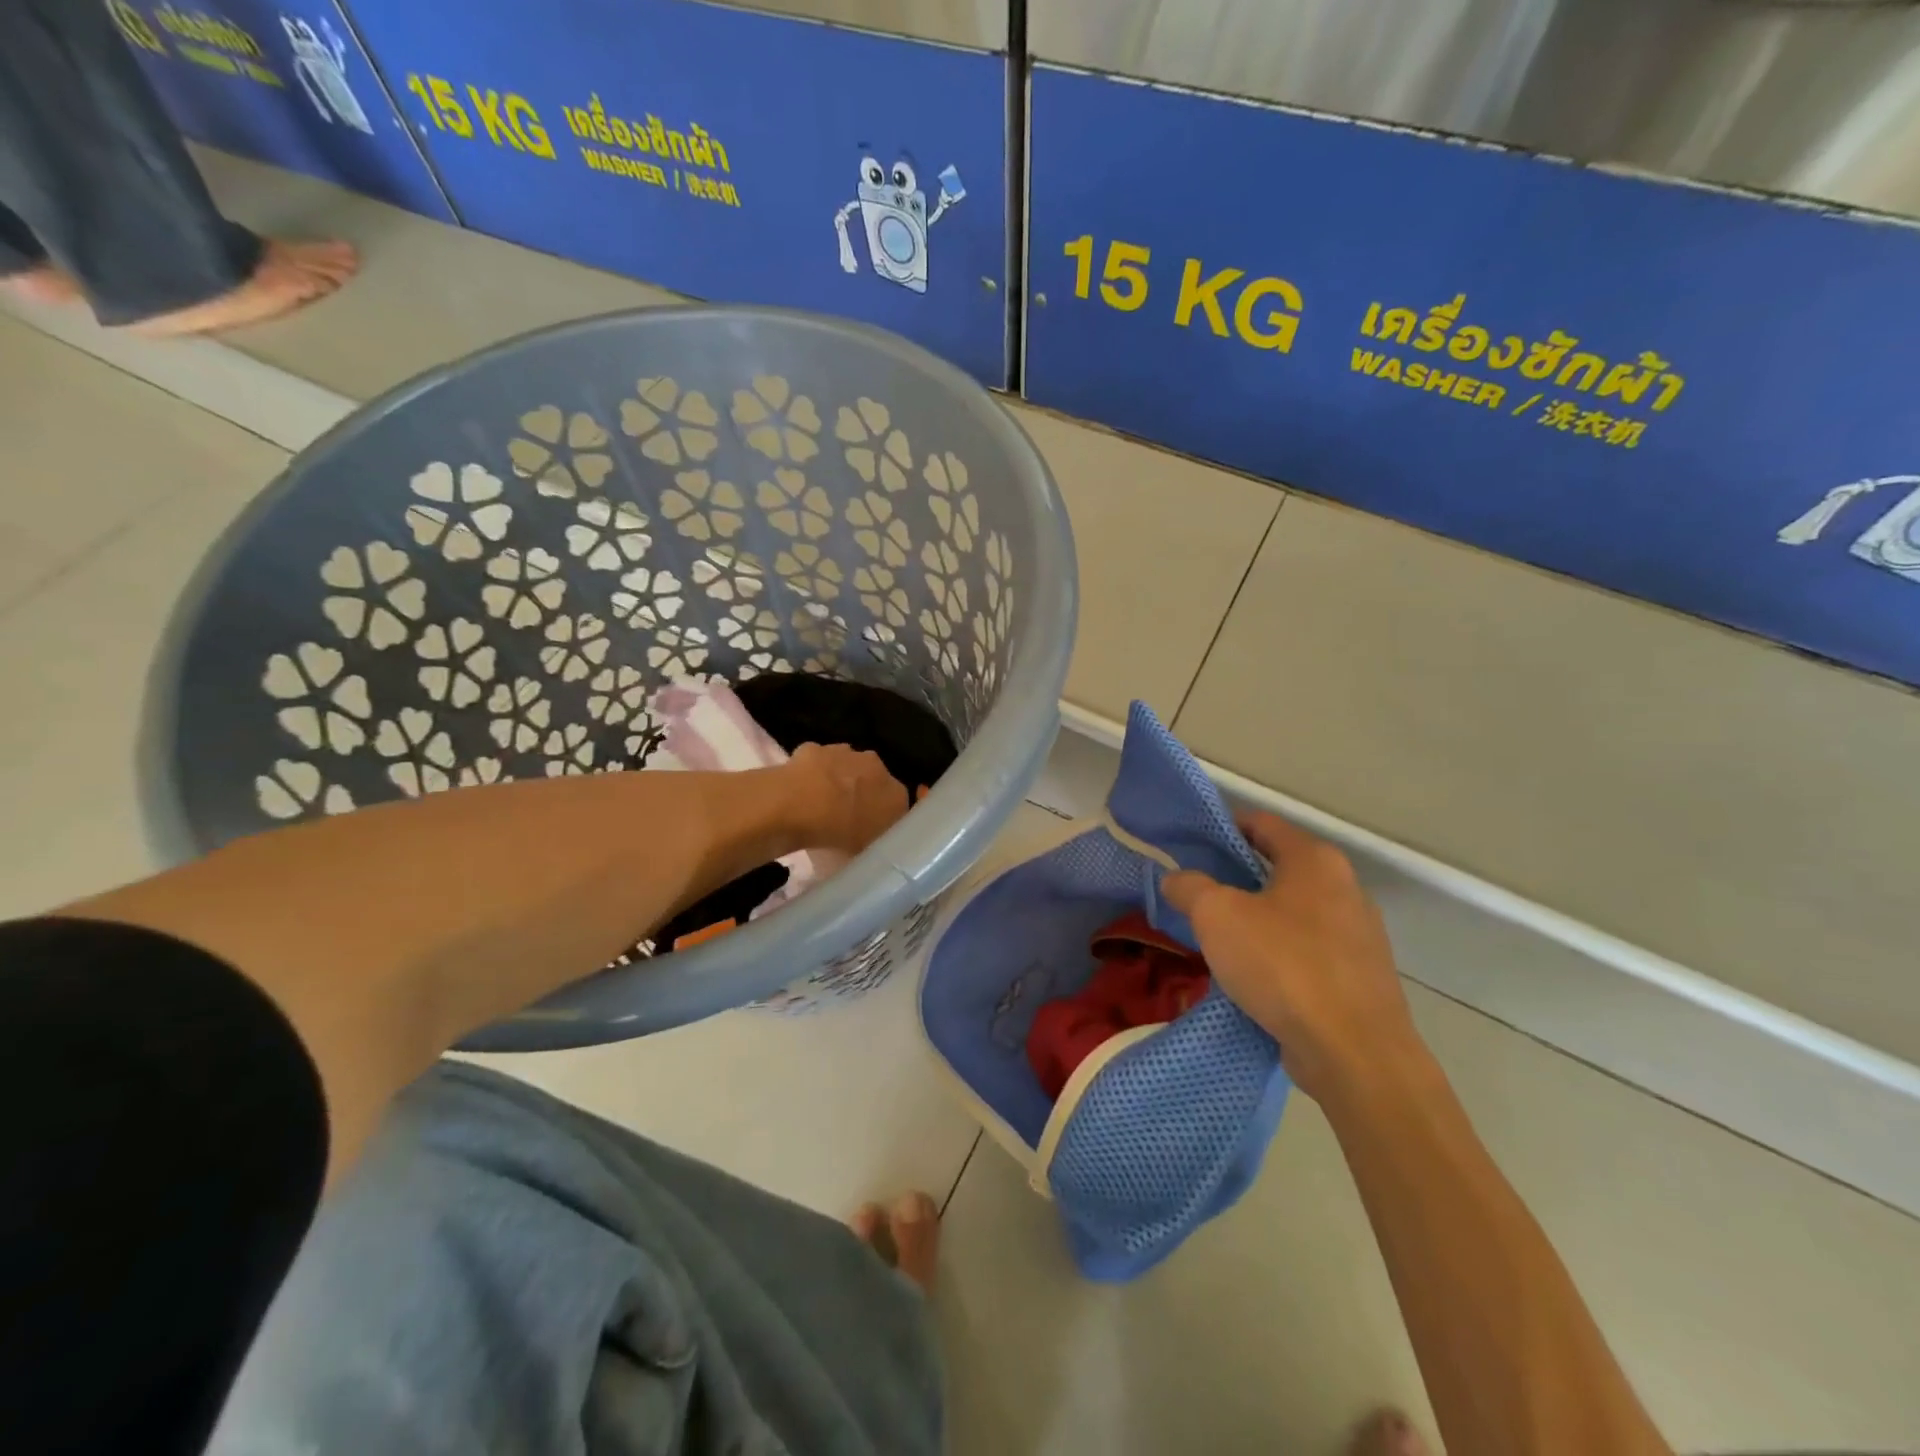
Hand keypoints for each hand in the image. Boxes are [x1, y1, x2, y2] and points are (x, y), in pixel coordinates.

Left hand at [784, 743, 908, 855]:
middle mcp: (877, 767)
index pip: (896, 803)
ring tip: (819, 803)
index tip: (867, 828)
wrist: (799, 806)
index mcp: (896, 794)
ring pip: (846, 765)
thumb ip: (875, 837)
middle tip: (843, 815)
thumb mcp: (866, 849)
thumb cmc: (838, 834)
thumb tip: (871, 835)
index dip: (881, 815)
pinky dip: (811, 772)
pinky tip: (799, 789)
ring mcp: (845, 752)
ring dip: (837, 779)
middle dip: (861, 792)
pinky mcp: (815, 748)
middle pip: (873, 779)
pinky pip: (817, 761)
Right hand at [1162, 812, 1422, 1101]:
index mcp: (1314, 860)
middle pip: (1278, 868)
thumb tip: (1176, 878)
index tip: (1189, 845)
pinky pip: (1308, 950)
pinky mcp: (1360, 975)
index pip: (1262, 823)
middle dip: (1236, 877)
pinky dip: (1279, 953)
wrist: (1354, 1052)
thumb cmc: (1283, 965)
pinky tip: (1252, 975)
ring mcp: (1358, 934)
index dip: (1223, 827)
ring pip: (1292, 911)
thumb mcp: (1217, 916)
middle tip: (1196, 894)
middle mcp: (1345, 887)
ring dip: (1257, 918)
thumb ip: (1190, 887)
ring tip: (1218, 938)